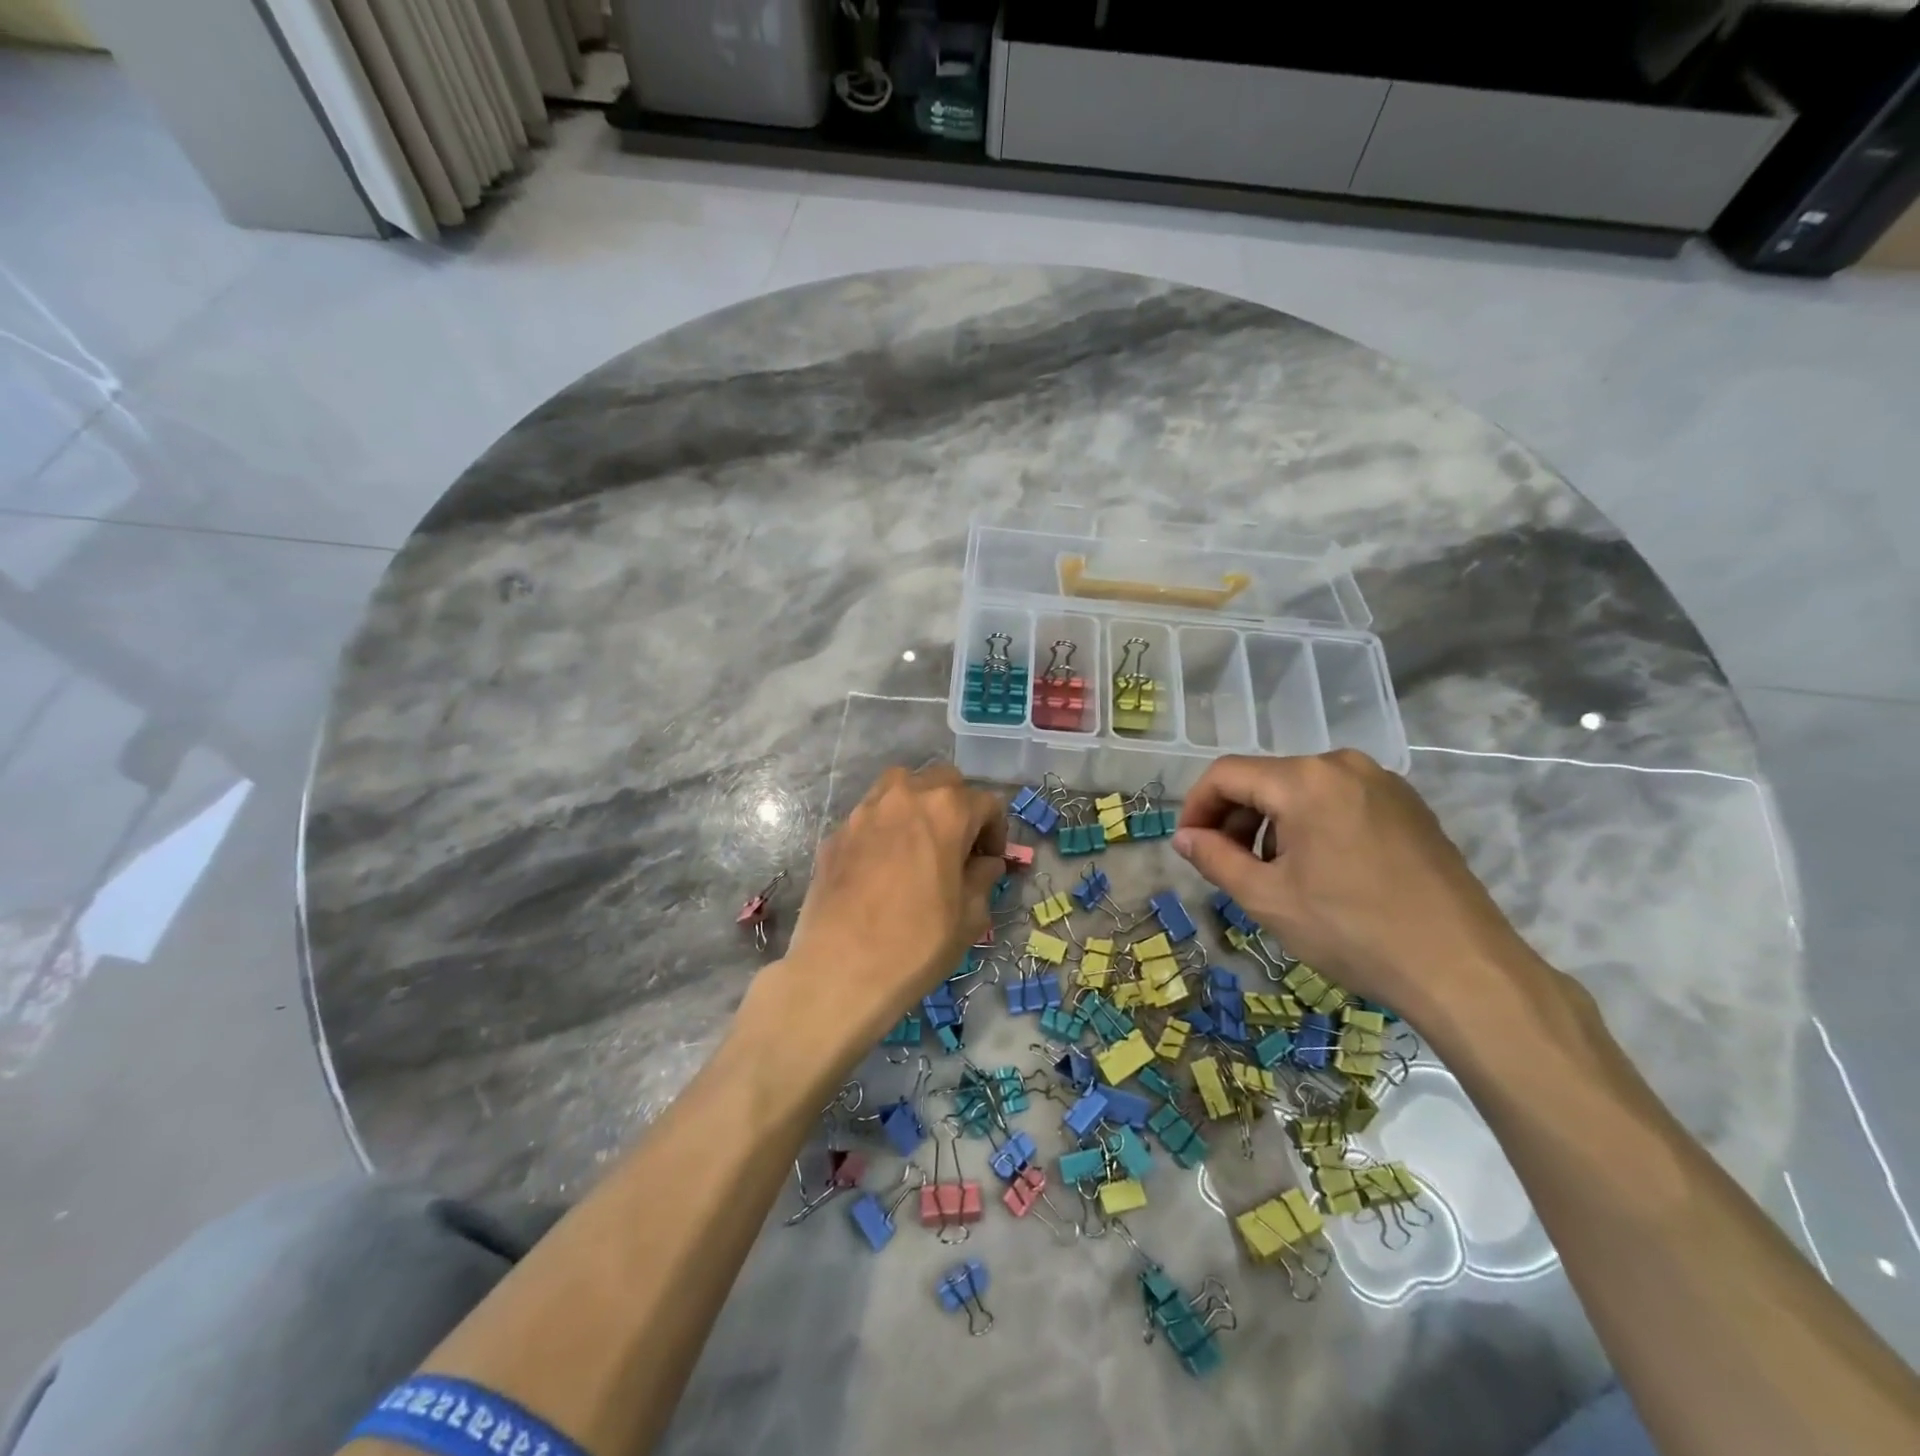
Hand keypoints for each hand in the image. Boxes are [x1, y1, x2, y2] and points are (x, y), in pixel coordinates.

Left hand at [749, 765, 1005, 1059]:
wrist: (839, 970)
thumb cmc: (917, 943)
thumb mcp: (969, 917)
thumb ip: (982, 878)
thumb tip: (985, 863)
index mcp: (946, 811)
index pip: (986, 802)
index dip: (995, 831)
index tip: (990, 860)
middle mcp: (905, 796)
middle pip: (942, 781)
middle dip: (958, 806)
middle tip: (958, 846)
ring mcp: (864, 811)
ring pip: (900, 787)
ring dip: (918, 805)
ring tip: (919, 843)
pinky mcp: (836, 833)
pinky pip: (870, 815)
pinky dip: (885, 827)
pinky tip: (883, 865)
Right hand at [1173, 751, 1541, 1020]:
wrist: (1462, 968)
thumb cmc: (1352, 930)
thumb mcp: (1267, 898)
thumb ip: (1214, 858)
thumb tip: (1184, 837)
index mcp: (1305, 780)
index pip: (1226, 774)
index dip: (1196, 807)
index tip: (1188, 846)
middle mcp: (1343, 765)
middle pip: (1265, 779)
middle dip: (1235, 819)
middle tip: (1227, 866)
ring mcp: (1383, 783)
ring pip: (1302, 791)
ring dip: (1272, 825)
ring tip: (1273, 874)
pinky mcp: (1409, 806)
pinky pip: (1339, 801)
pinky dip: (1311, 826)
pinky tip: (1319, 872)